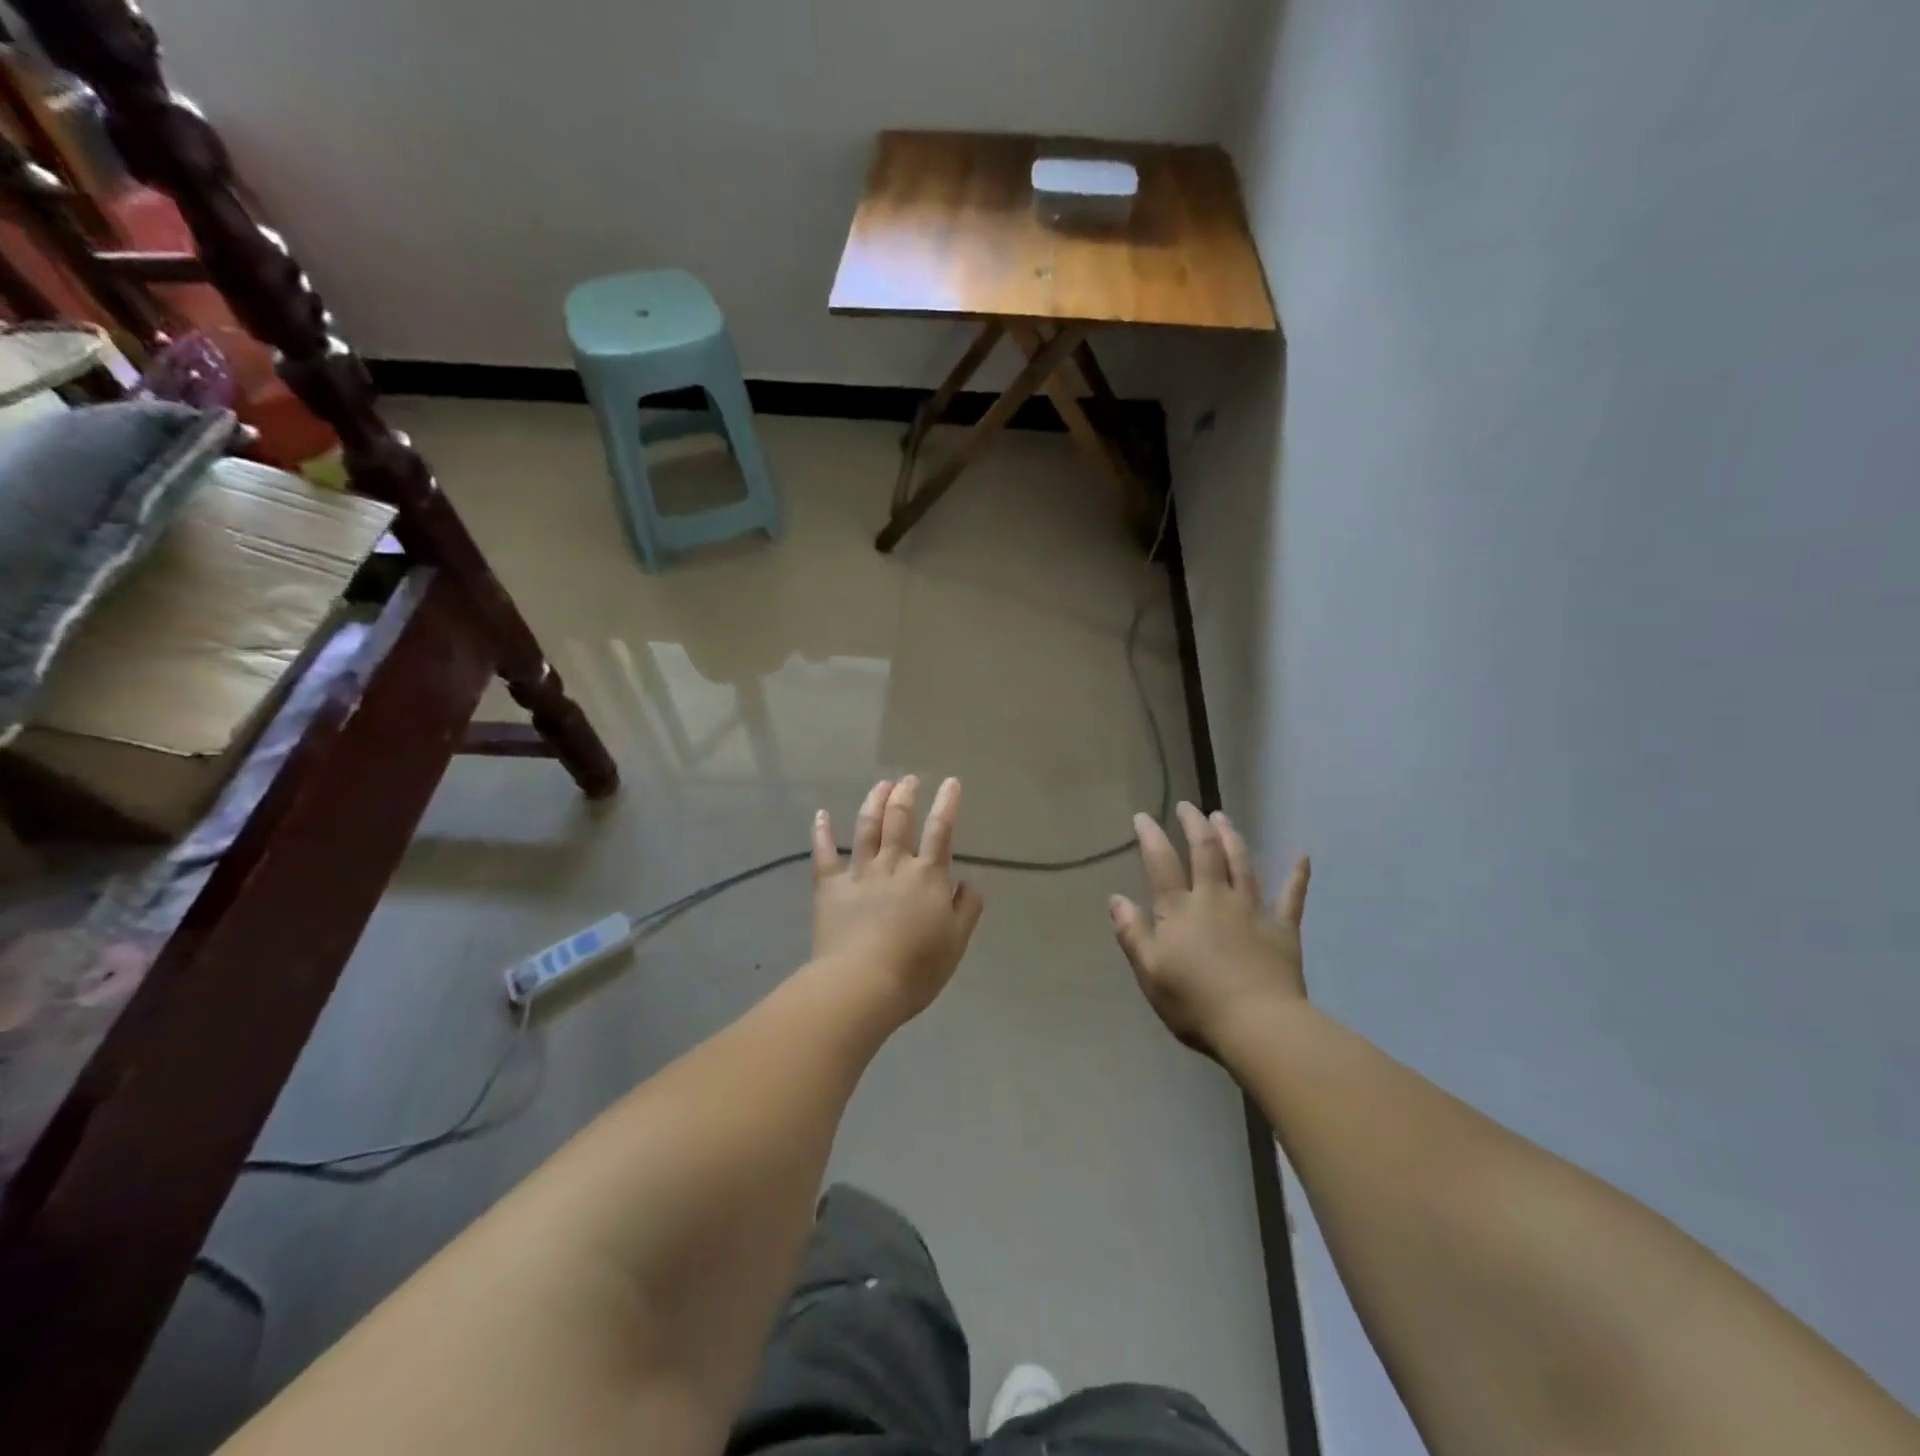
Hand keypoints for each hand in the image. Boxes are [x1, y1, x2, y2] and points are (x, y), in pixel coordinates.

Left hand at [813, 776, 985, 1021]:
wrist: (863, 983)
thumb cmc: (917, 967)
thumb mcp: (956, 942)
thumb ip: (967, 908)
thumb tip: (969, 882)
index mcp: (928, 876)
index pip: (941, 830)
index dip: (947, 803)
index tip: (950, 782)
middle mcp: (894, 864)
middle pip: (899, 820)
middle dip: (906, 795)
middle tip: (908, 780)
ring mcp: (859, 872)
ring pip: (866, 827)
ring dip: (874, 802)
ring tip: (881, 785)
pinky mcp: (830, 886)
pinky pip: (824, 853)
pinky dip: (821, 832)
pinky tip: (821, 814)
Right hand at [1109, 803, 1310, 1057]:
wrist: (1258, 1026)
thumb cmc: (1195, 1003)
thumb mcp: (1149, 972)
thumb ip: (1132, 933)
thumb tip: (1116, 898)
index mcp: (1179, 910)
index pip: (1162, 864)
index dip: (1151, 837)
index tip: (1144, 816)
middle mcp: (1215, 899)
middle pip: (1205, 852)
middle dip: (1194, 825)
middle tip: (1187, 806)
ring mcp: (1251, 911)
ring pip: (1241, 864)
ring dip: (1231, 837)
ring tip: (1222, 818)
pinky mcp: (1282, 929)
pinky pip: (1291, 897)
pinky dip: (1297, 876)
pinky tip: (1302, 857)